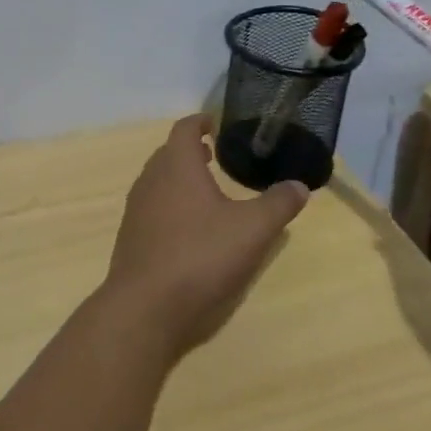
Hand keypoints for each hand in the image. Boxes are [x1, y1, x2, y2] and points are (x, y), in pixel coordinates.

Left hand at [100, 115, 308, 356]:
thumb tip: (299, 186)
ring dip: (180, 179)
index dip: (201, 122)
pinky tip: (189, 230)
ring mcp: (136, 209)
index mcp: (176, 166)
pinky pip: (152, 209)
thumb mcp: (252, 231)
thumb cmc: (200, 256)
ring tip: (206, 192)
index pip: (185, 129)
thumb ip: (278, 205)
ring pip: (158, 181)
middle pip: (168, 153)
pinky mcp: (131, 238)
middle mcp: (150, 180)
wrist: (145, 307)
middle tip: (216, 155)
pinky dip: (171, 206)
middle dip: (191, 151)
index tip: (216, 123)